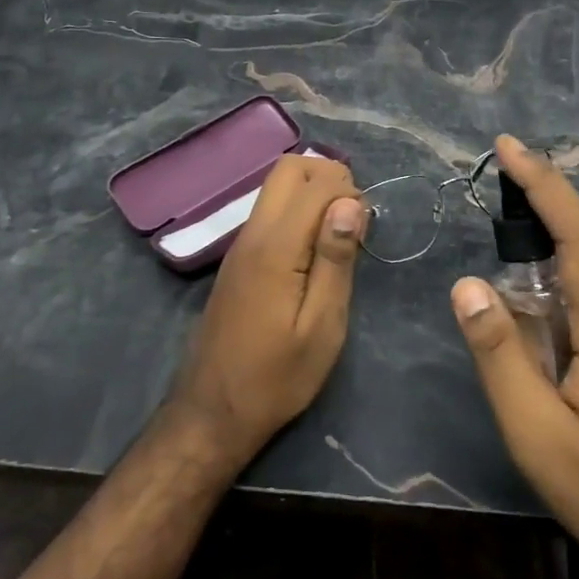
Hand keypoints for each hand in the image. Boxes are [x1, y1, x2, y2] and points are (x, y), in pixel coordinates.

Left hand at [170, 154, 366, 467]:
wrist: (213, 411)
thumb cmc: (277, 377)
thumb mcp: (322, 327)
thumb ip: (335, 259)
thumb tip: (350, 203)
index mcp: (275, 247)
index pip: (315, 183)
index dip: (349, 192)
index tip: (366, 228)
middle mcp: (253, 232)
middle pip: (289, 168)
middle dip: (328, 177)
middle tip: (353, 220)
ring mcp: (241, 243)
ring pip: (277, 186)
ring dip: (313, 193)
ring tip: (338, 237)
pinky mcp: (239, 257)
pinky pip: (270, 210)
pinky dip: (297, 211)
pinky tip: (314, 251)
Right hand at [450, 136, 578, 578]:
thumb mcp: (538, 433)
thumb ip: (500, 354)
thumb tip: (468, 284)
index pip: (578, 232)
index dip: (543, 182)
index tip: (508, 145)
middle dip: (542, 203)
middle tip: (494, 188)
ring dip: (553, 244)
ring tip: (508, 243)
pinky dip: (568, 277)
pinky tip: (543, 306)